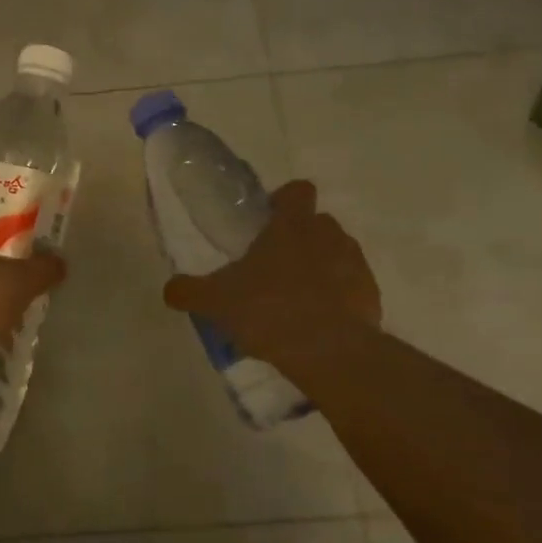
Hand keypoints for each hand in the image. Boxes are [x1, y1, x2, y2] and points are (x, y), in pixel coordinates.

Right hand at [162, 180, 380, 383]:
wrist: (328, 351)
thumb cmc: (268, 310)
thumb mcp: (215, 301)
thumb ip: (189, 291)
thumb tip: (170, 289)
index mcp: (292, 225)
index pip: (297, 191)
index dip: (282, 201)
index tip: (266, 221)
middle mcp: (329, 235)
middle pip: (316, 223)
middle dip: (298, 239)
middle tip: (272, 268)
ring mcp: (355, 265)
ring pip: (336, 255)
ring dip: (319, 269)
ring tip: (294, 301)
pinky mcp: (371, 296)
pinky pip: (351, 288)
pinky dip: (336, 299)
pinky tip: (316, 324)